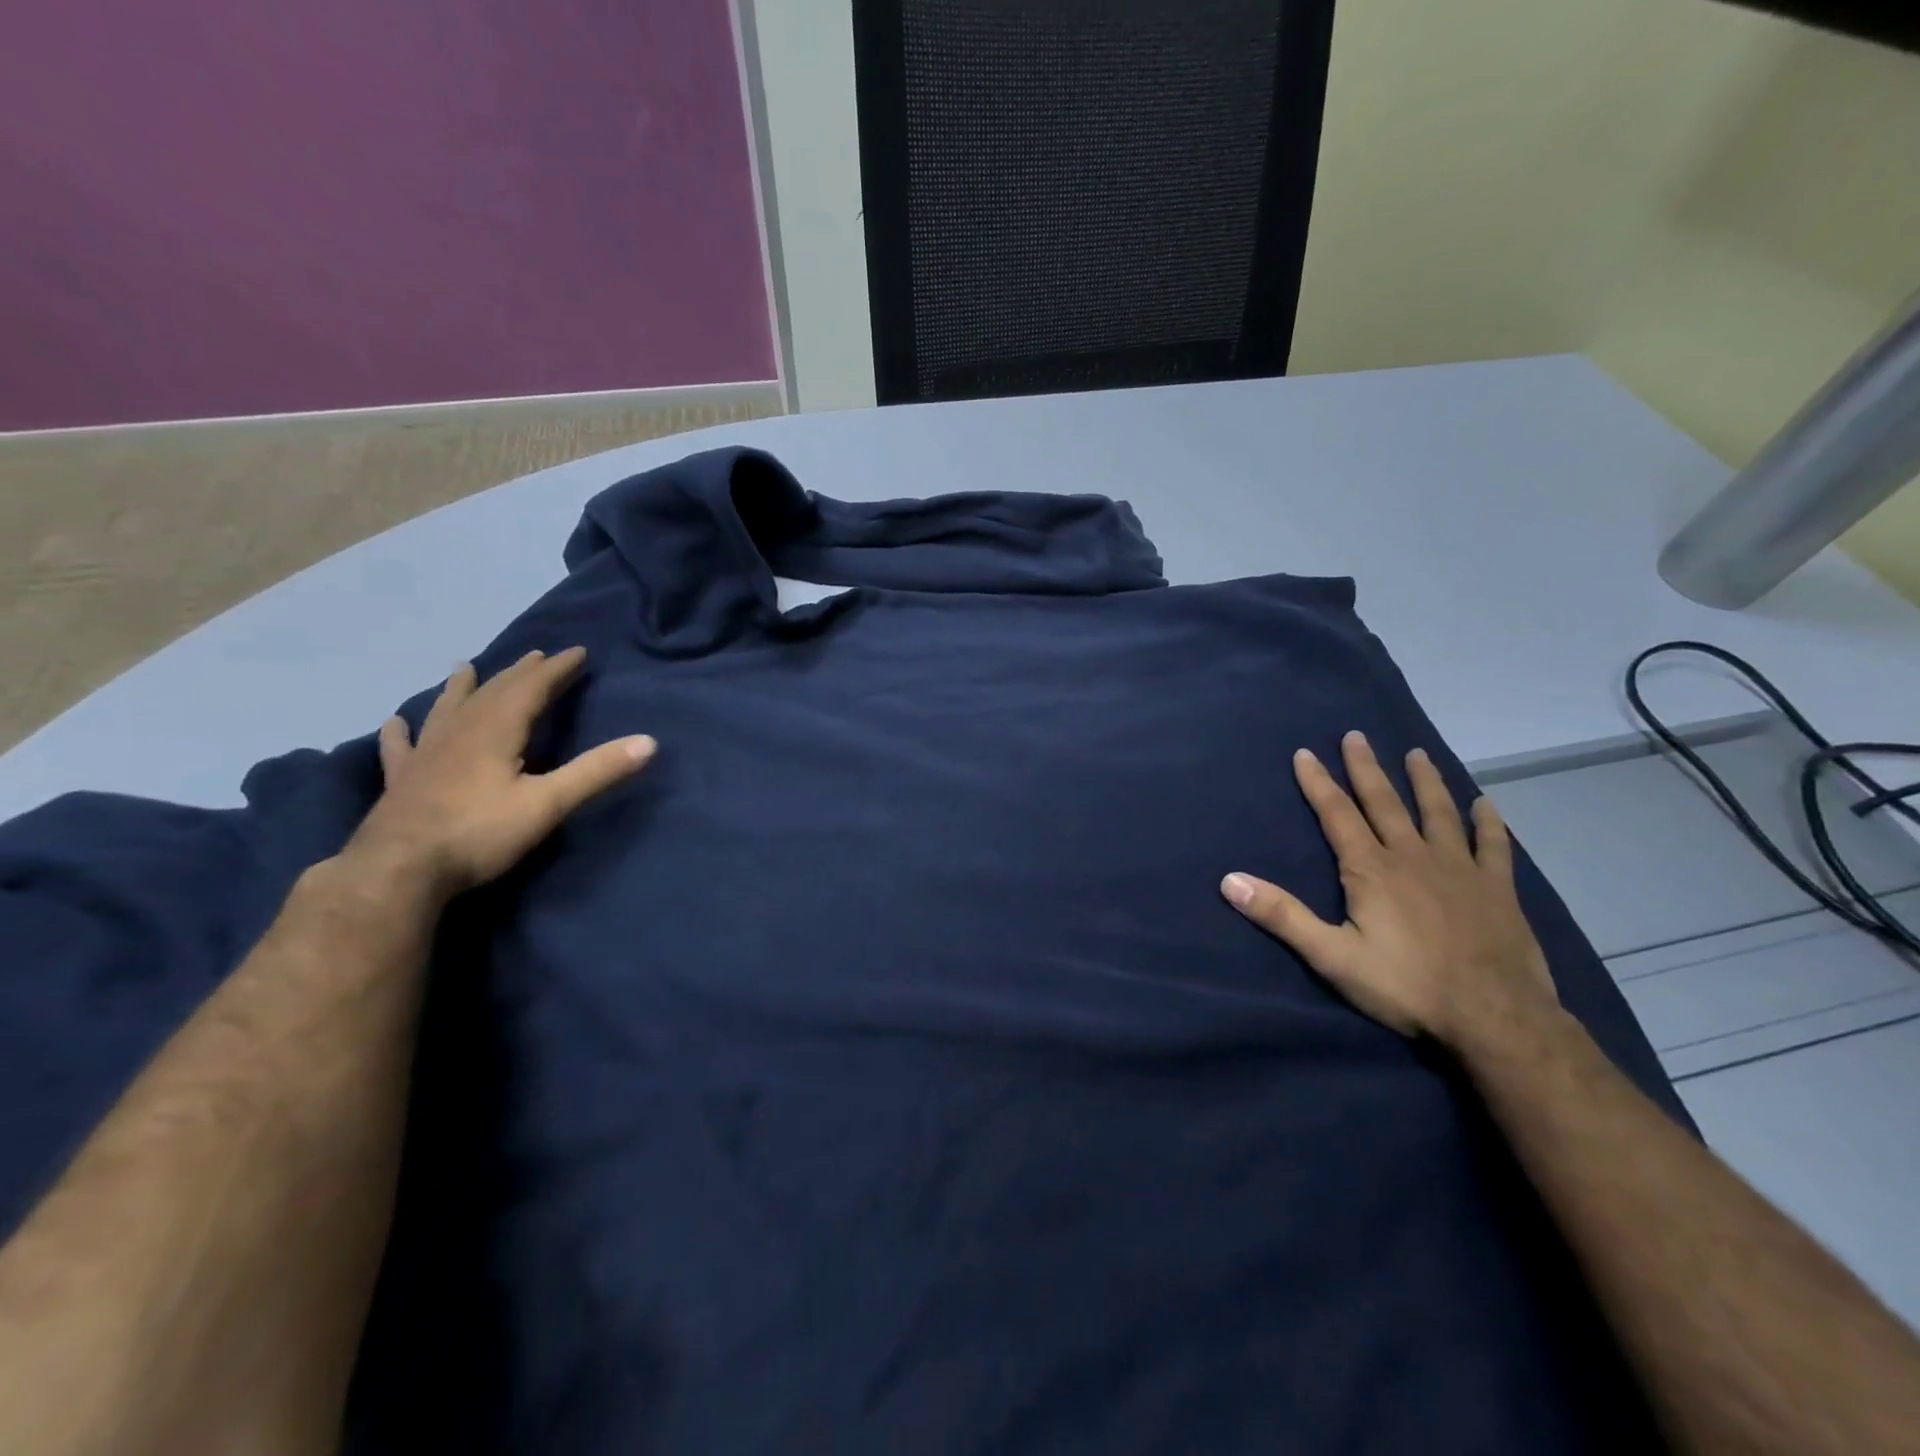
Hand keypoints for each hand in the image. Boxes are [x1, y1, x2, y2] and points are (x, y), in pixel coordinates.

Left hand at [342, 647, 655, 901]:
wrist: (398, 870)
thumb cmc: (479, 832)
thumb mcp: (549, 803)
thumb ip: (596, 771)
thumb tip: (648, 742)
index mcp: (497, 731)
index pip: (532, 689)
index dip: (557, 669)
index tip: (577, 651)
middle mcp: (460, 732)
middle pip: (494, 692)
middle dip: (520, 673)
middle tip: (537, 655)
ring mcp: (426, 755)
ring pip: (448, 709)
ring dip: (462, 687)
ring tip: (465, 667)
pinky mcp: (403, 780)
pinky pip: (401, 746)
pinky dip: (401, 731)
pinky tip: (395, 722)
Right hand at [1220, 731, 1557, 1049]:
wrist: (1495, 1018)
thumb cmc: (1406, 986)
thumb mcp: (1331, 955)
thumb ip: (1281, 915)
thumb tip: (1229, 880)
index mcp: (1370, 869)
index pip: (1337, 814)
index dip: (1318, 783)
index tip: (1305, 753)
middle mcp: (1412, 856)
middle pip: (1385, 802)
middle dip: (1366, 768)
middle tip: (1356, 736)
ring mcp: (1459, 869)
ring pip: (1438, 812)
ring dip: (1425, 781)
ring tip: (1417, 754)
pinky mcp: (1497, 888)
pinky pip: (1492, 845)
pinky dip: (1488, 822)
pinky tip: (1486, 804)